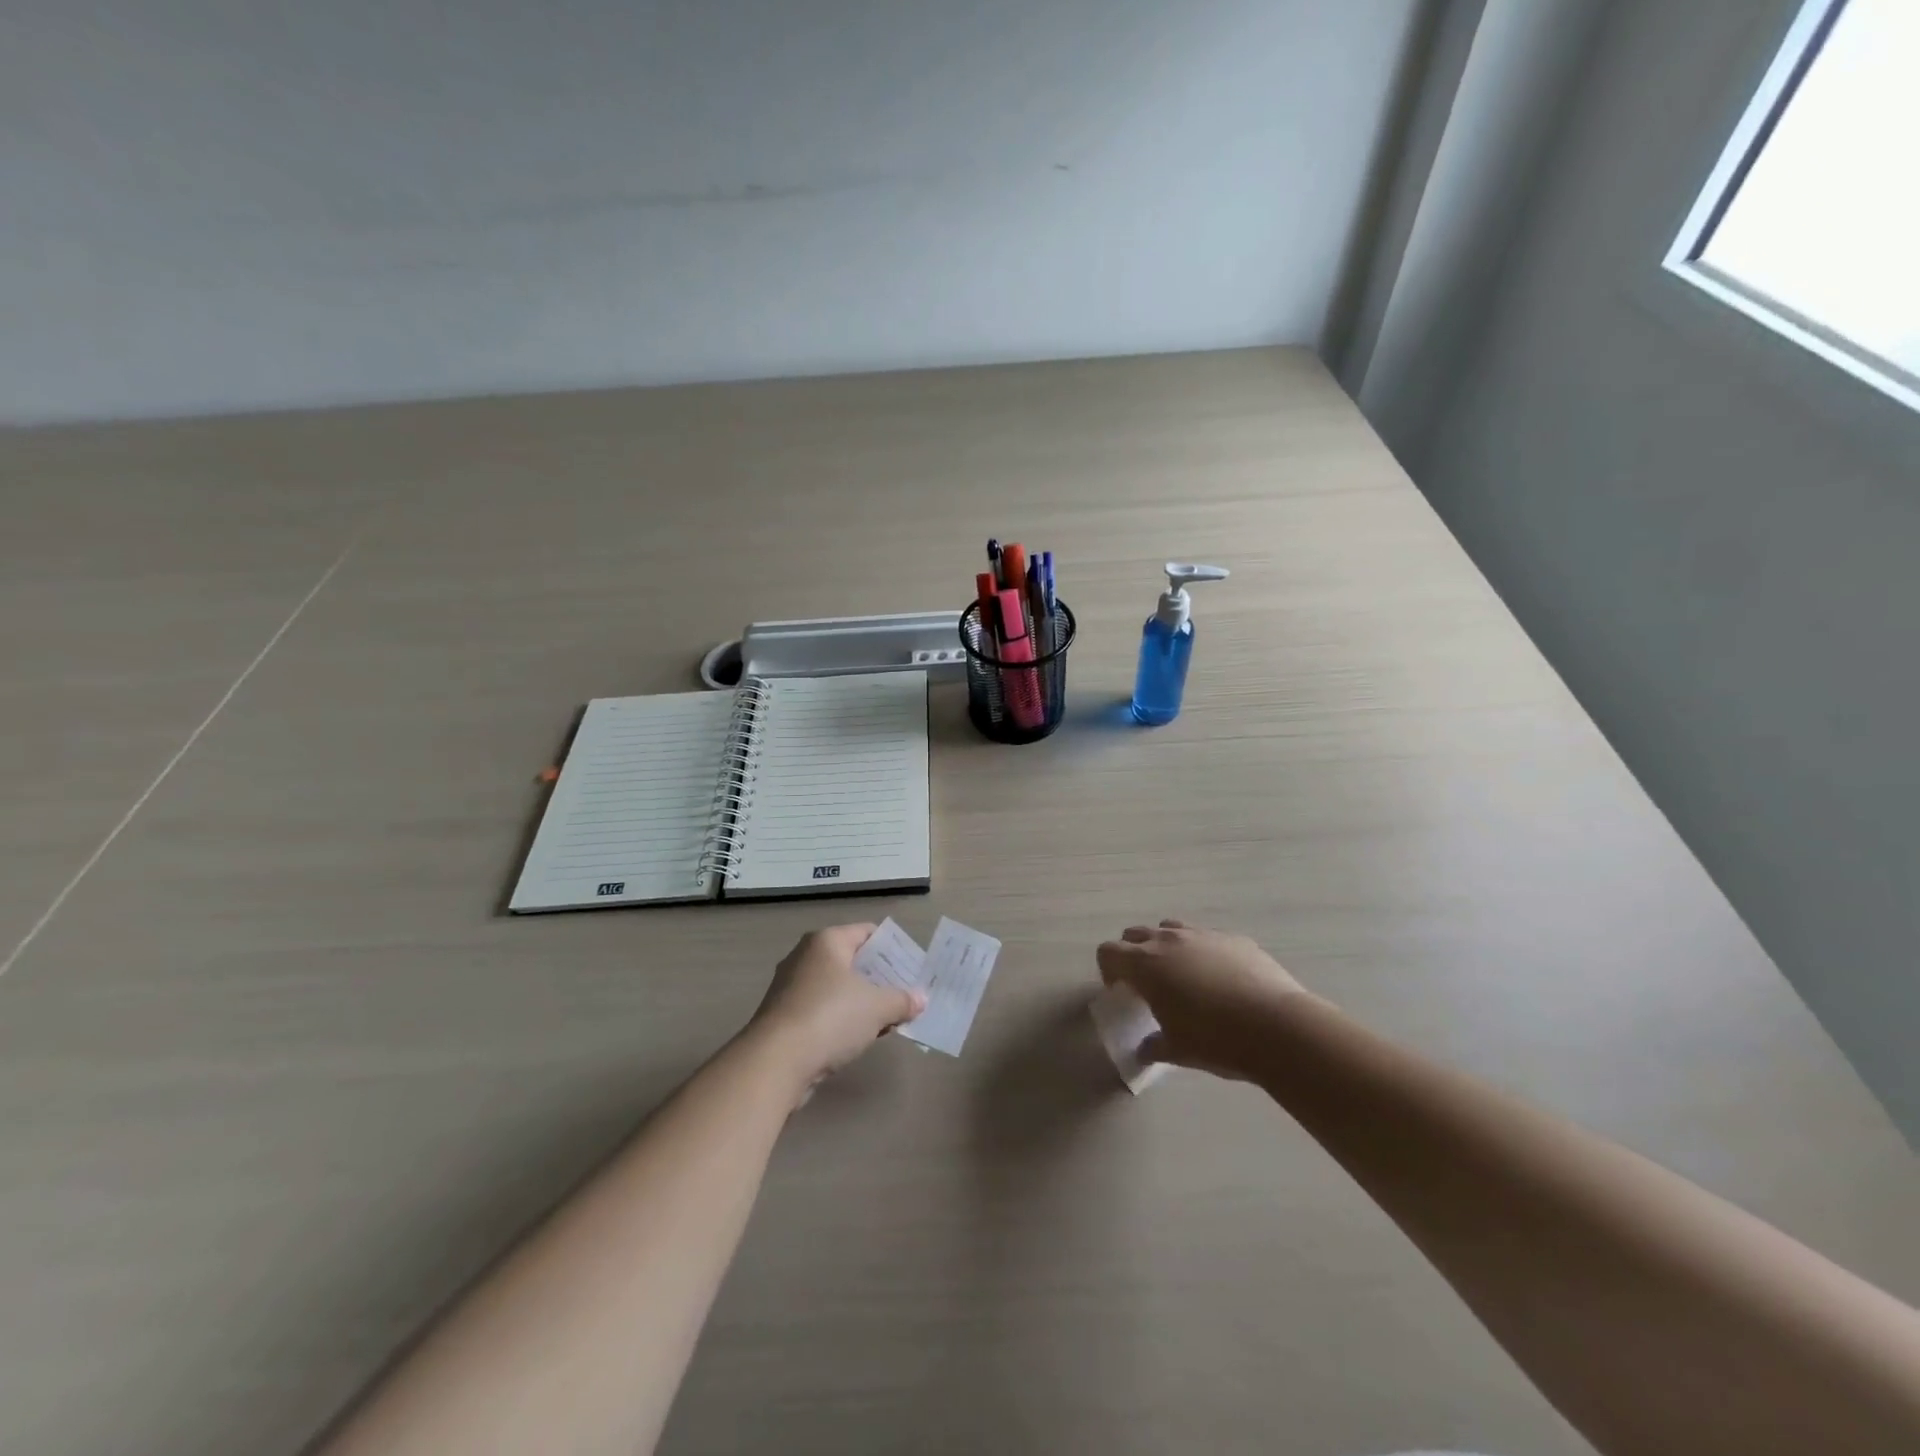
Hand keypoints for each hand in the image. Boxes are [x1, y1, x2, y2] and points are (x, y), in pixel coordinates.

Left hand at [748, 924, 925, 1096]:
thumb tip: (921, 999)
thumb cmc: (830, 1018)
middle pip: (852, 960)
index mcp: (826, 941)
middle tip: (906, 994)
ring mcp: (791, 987)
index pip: (867, 932)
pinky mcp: (784, 1016)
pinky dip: (842, 1019)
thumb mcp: (877, 1007)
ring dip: (862, 1001)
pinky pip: (823, 1009)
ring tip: (889, 1018)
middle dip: (879, 978)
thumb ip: (902, 1000)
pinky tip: (861, 1036)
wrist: (775, 1062)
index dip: (893, 949)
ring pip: (837, 987)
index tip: (913, 968)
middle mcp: (805, 956)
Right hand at [1095, 920, 1313, 1080]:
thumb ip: (1154, 1045)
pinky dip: (1203, 952)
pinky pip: (1207, 938)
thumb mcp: (1177, 1050)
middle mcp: (1169, 940)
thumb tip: (1145, 1049)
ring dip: (1166, 948)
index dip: (1108, 971)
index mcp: (1145, 964)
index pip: (1108, 952)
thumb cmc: (1215, 1039)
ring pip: (1171, 929)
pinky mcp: (1235, 938)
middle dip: (1133, 954)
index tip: (1122, 993)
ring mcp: (1203, 935)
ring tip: (1182, 977)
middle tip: (1147, 984)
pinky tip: (1221, 980)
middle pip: (1135, 934)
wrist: (1277, 1026)